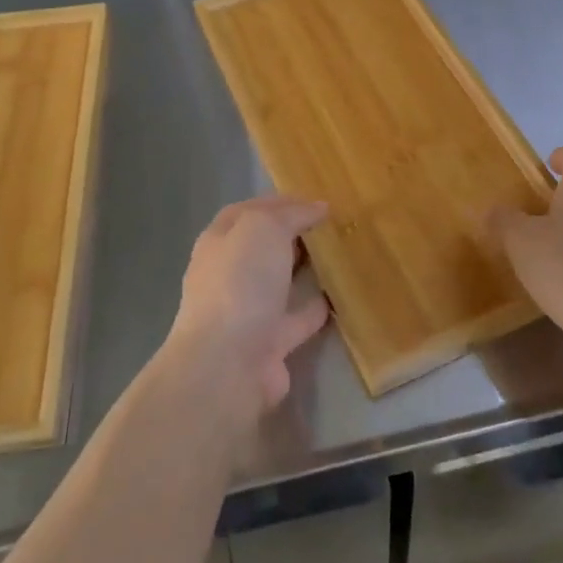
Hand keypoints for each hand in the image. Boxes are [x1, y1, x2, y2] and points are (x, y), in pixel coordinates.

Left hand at [160, 196, 330, 430]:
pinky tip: (343, 295)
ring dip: (306, 270)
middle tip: (333, 224)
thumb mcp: (263, 228)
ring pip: (281, 282)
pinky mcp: (270, 343)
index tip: (315, 199)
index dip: (278, 202)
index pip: (247, 212)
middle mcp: (229, 274)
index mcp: (219, 242)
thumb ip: (291, 214)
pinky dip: (318, 307)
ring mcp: (248, 310)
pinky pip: (299, 317)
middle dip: (293, 234)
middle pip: (263, 247)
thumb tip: (318, 207)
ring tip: (341, 254)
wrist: (229, 362)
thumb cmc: (240, 282)